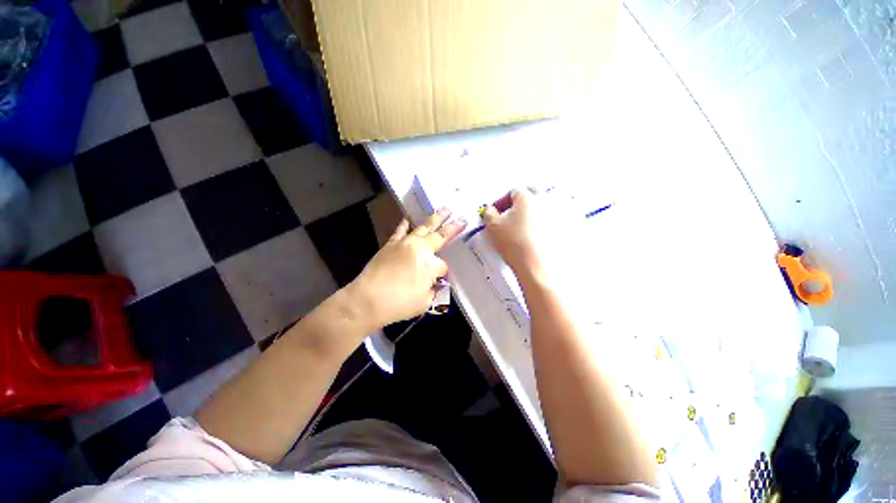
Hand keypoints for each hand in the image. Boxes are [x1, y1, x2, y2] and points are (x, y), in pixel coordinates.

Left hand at [346, 208, 466, 328]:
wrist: (368, 299)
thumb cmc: (399, 303)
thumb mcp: (425, 302)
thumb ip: (433, 289)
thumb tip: (434, 282)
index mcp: (431, 264)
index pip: (443, 265)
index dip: (443, 273)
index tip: (439, 280)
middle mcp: (420, 249)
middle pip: (440, 236)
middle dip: (452, 227)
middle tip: (462, 218)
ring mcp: (405, 243)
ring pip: (423, 227)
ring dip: (435, 218)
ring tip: (445, 209)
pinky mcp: (390, 244)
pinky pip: (400, 231)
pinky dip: (405, 224)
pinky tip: (408, 218)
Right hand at [483, 189, 544, 275]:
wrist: (533, 263)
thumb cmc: (513, 241)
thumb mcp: (492, 225)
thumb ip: (488, 212)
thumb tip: (490, 209)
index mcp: (527, 197)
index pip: (512, 191)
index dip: (501, 201)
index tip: (495, 212)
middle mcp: (542, 202)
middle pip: (526, 198)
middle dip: (515, 206)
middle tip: (506, 218)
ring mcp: (551, 215)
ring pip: (535, 210)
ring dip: (524, 215)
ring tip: (515, 229)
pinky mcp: (555, 229)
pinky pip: (543, 221)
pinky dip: (534, 225)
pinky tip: (526, 236)